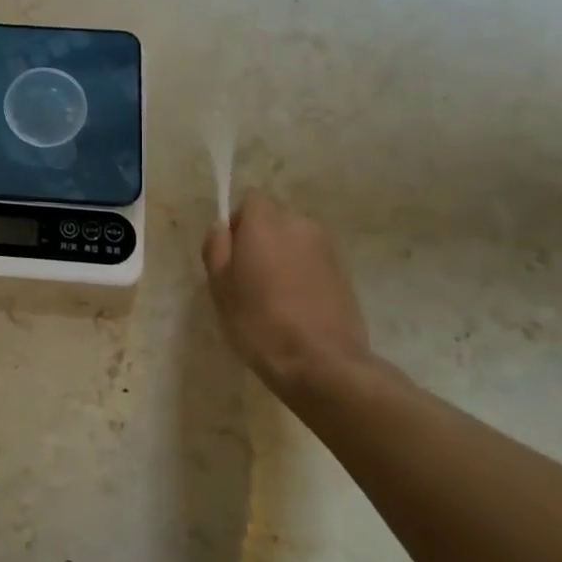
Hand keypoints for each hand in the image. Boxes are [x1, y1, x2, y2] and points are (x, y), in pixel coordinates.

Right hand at [201, 192, 378, 405]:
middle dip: (261, 236)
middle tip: (248, 274)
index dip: (238, 221)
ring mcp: (327, 248)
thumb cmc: (259, 321)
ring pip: (296, 238)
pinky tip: (296, 303)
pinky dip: (302, 271)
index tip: (231, 252)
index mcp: (266, 223)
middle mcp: (300, 224)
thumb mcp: (220, 287)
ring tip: (274, 291)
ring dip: (283, 254)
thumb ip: (216, 248)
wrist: (321, 362)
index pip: (250, 199)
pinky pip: (313, 259)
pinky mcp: (344, 272)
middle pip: (275, 217)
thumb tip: (222, 228)